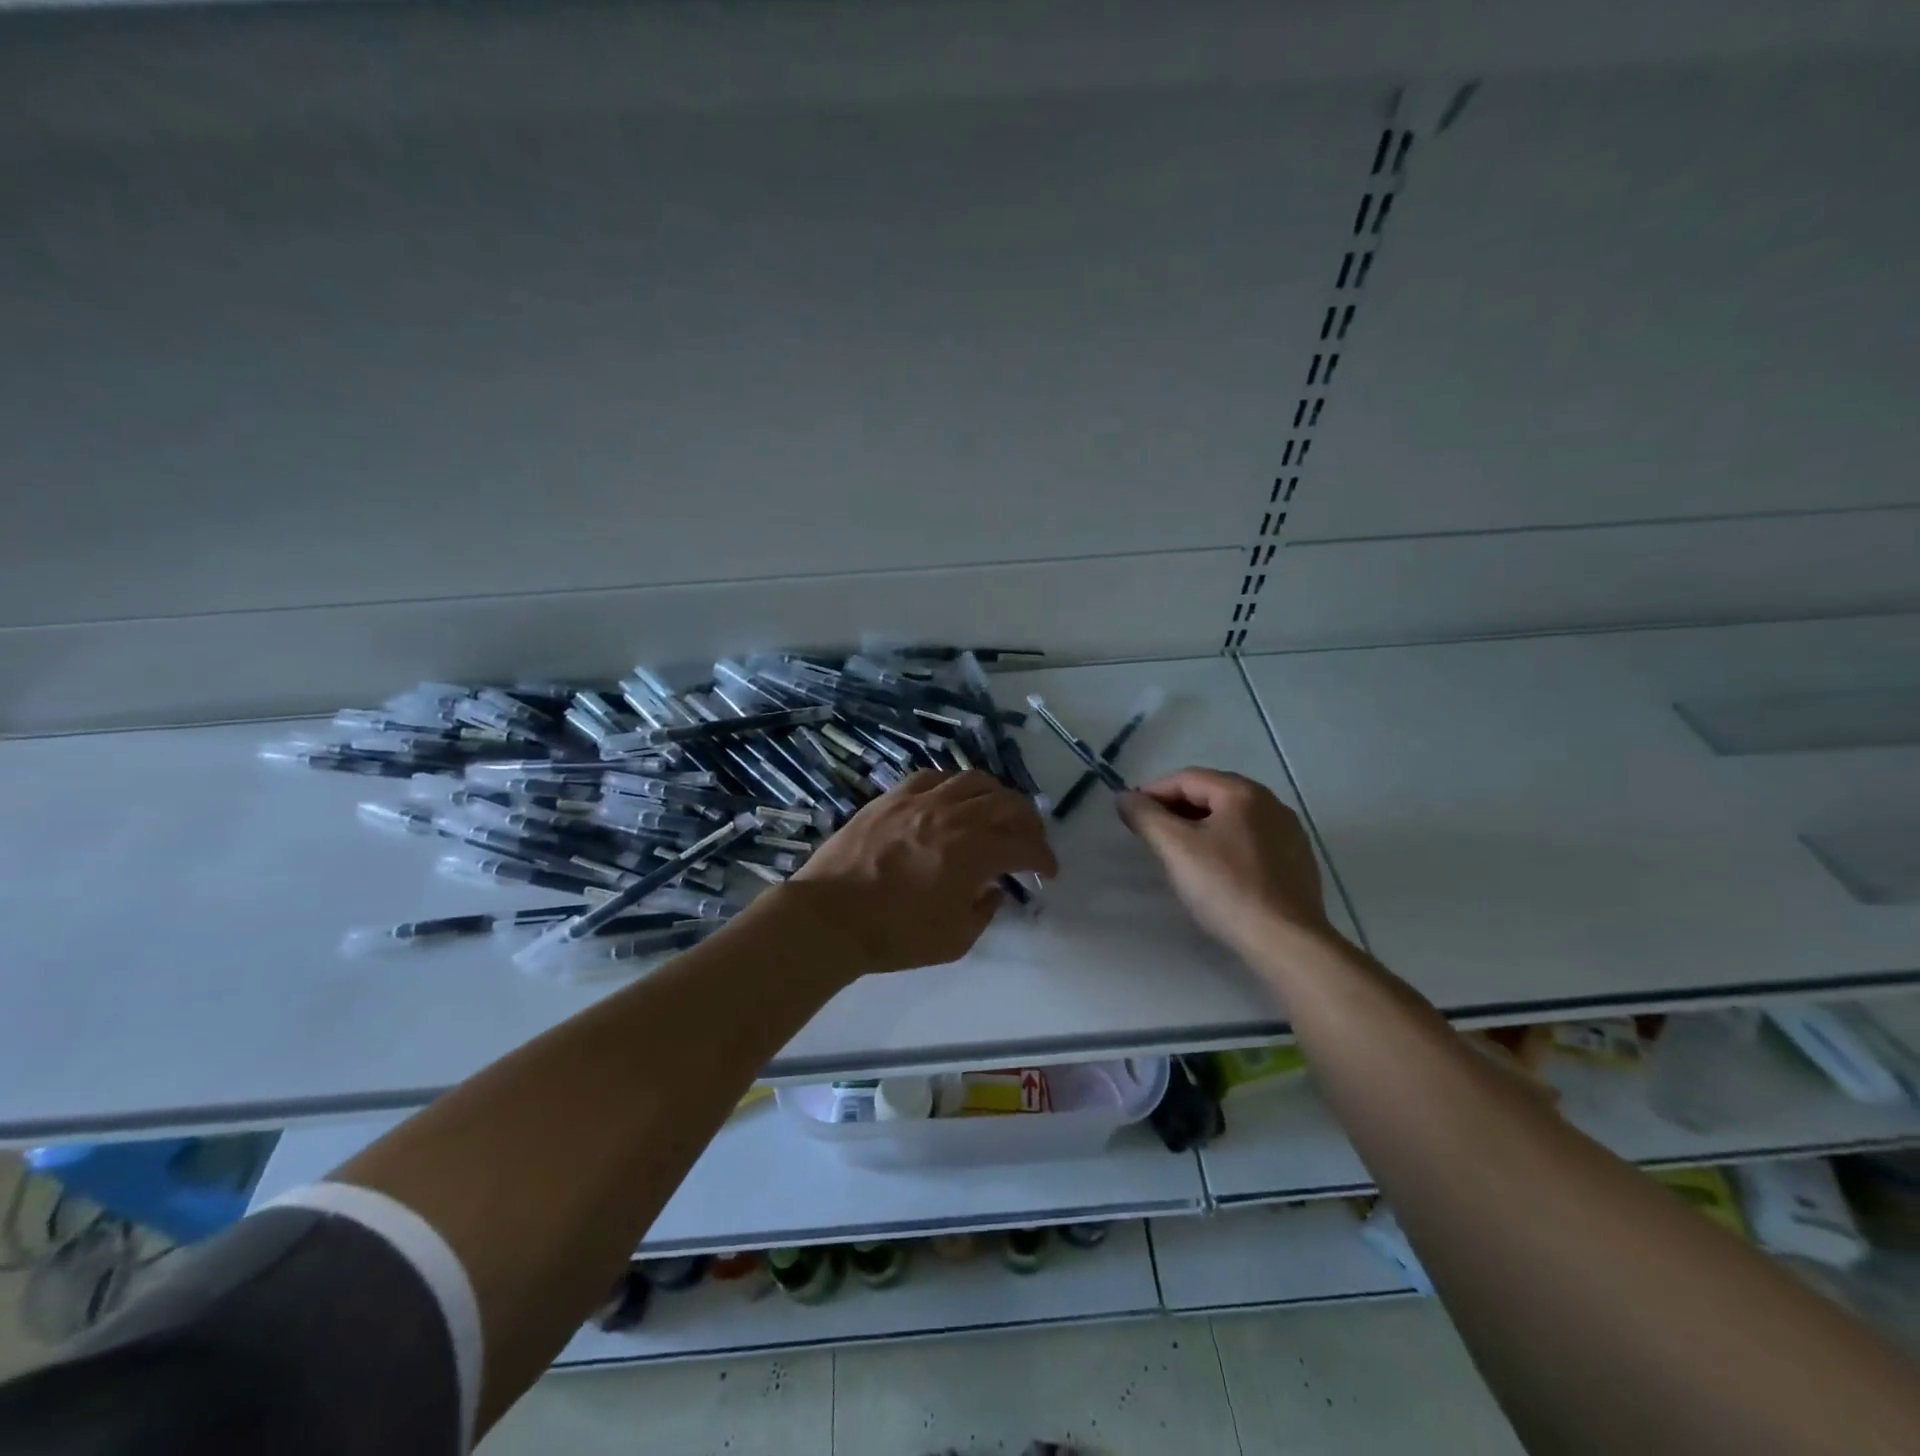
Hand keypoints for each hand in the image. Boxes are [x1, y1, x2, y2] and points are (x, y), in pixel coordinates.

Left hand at [786, 770, 1057, 977]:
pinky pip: (935, 776)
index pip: (1025, 845)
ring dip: (997, 795)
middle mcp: (954, 816)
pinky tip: (954, 799)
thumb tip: (994, 889)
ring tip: (998, 812)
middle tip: (1030, 840)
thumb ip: (985, 910)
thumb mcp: (955, 940)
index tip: (1048, 872)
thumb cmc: (895, 935)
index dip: (1044, 857)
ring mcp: (922, 800)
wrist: (830, 916)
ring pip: (974, 780)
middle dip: (1029, 822)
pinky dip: (955, 785)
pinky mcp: (894, 796)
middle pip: (1007, 803)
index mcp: (974, 852)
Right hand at [1116, 768, 1337, 959]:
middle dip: (1176, 808)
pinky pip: (1251, 840)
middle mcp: (1270, 803)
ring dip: (1199, 826)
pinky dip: (1225, 844)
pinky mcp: (1297, 861)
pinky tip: (1215, 870)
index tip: (1130, 813)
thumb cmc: (1226, 888)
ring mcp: (1289, 832)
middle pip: (1212, 794)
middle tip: (1150, 832)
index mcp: (1243, 793)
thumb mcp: (1175, 849)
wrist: (1286, 941)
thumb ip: (1146, 817)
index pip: (1187, 778)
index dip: (1153, 791)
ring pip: (1232, 818)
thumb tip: (1124, 797)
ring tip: (1177, 851)